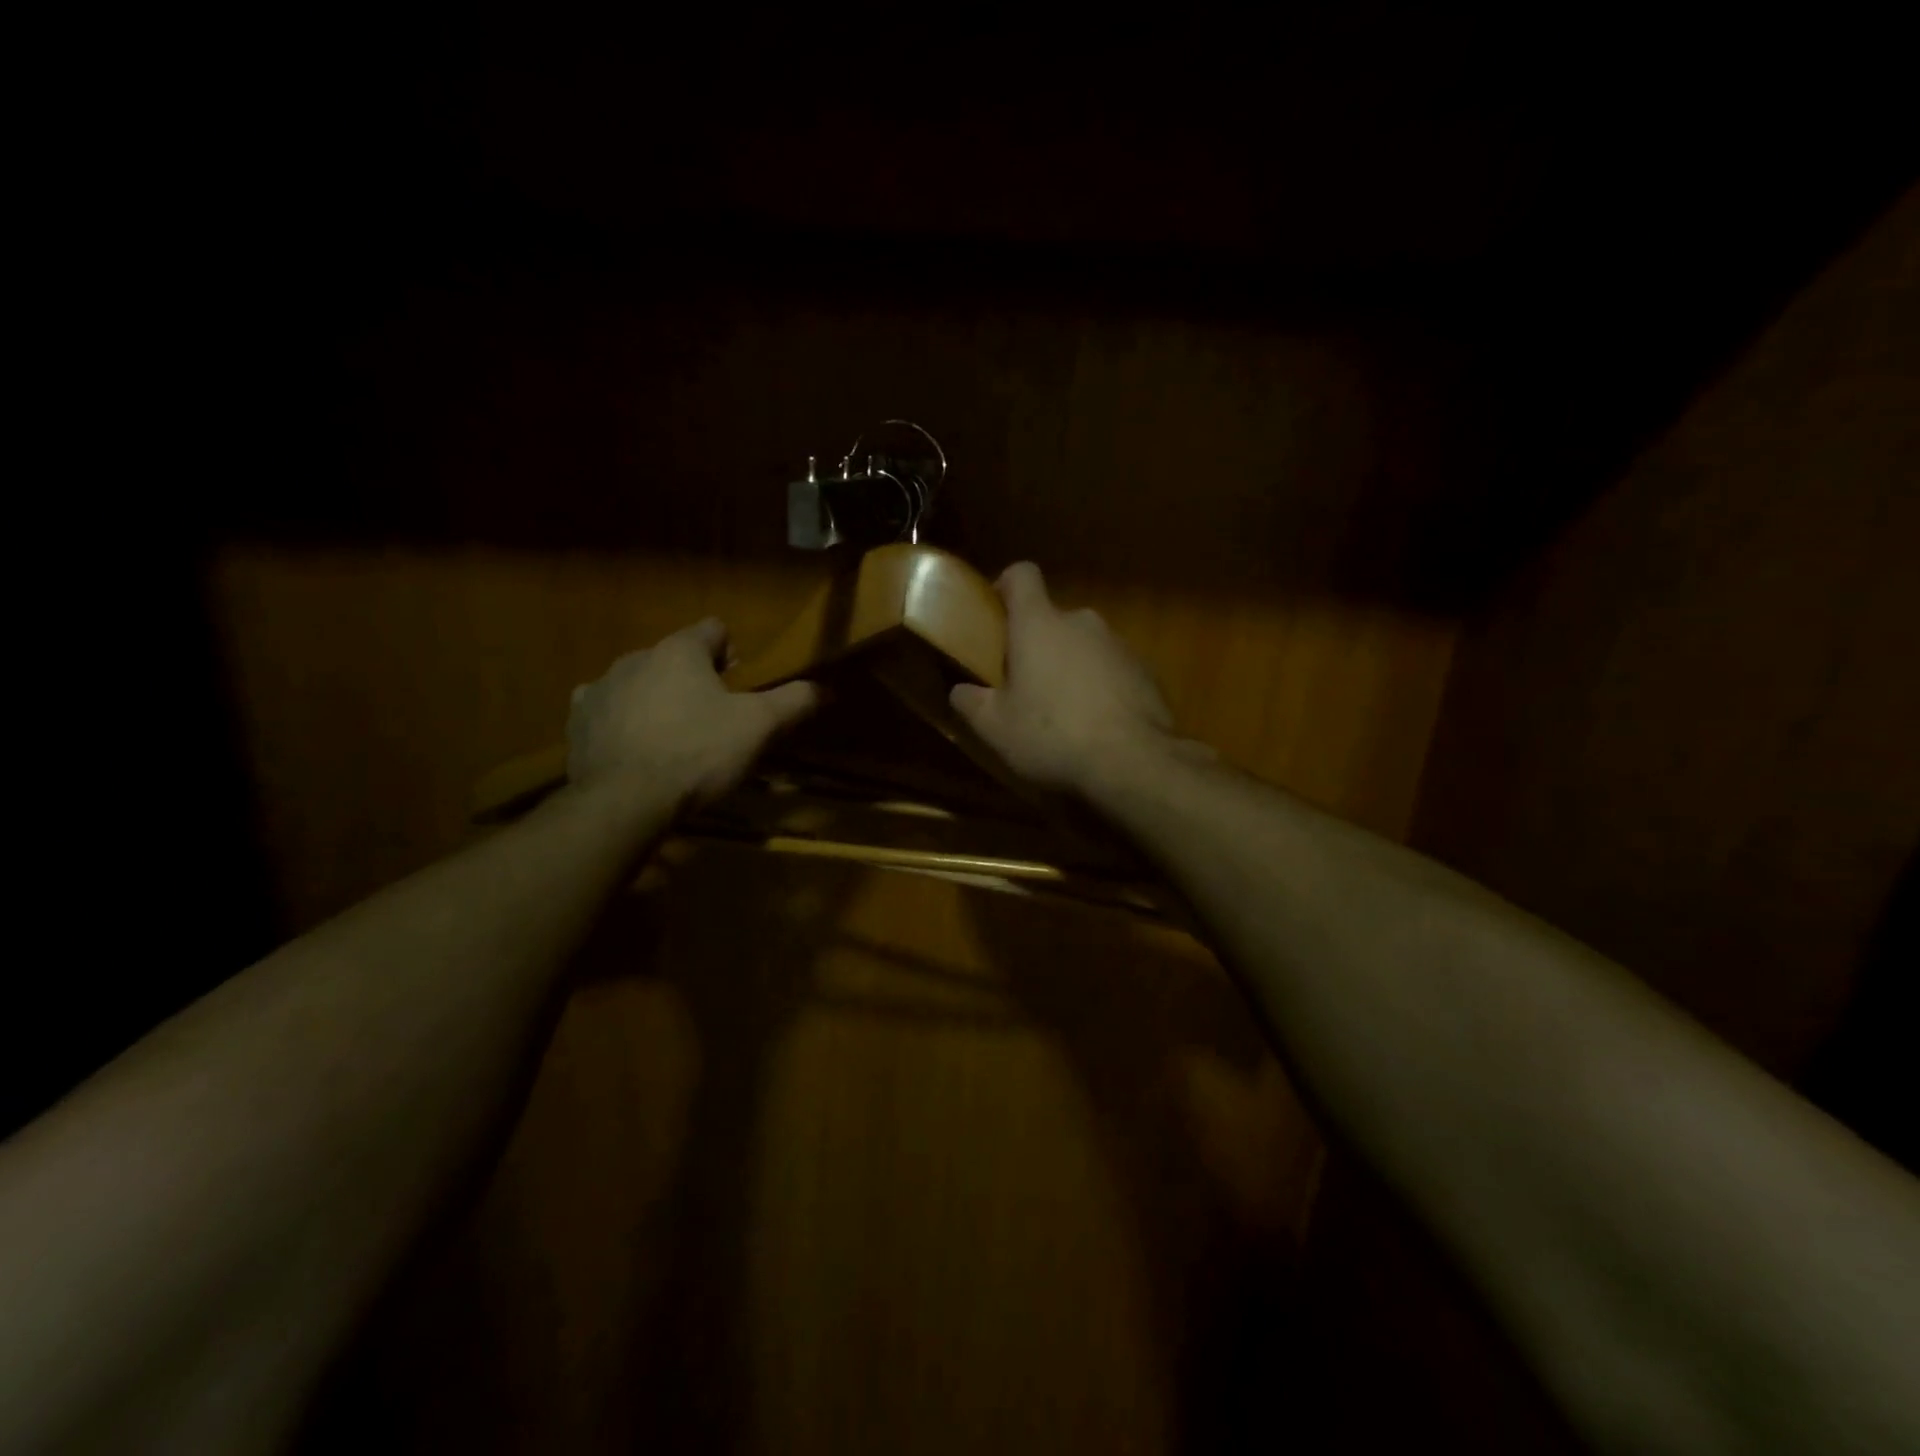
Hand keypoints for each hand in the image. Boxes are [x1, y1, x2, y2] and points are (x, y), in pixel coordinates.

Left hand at [567, 619, 818, 808]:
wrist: (625, 800)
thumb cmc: (698, 753)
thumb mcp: (759, 727)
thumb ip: (794, 702)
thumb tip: (826, 688)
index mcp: (680, 651)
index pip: (713, 630)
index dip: (732, 652)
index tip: (740, 683)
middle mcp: (636, 657)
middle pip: (675, 656)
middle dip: (695, 679)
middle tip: (713, 717)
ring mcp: (600, 688)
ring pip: (639, 681)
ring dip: (657, 698)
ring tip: (674, 736)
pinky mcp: (578, 721)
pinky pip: (606, 709)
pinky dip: (623, 720)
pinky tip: (636, 747)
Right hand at [950, 562, 1201, 795]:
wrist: (1132, 761)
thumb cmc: (1052, 735)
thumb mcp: (995, 728)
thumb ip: (970, 702)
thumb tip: (960, 691)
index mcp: (1039, 624)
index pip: (1022, 575)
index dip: (1006, 587)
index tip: (996, 616)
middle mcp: (1081, 621)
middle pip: (1052, 619)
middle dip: (1037, 645)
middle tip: (1024, 685)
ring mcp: (1118, 644)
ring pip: (1083, 646)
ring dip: (1070, 667)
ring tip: (1063, 713)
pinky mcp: (1146, 671)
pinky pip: (1112, 669)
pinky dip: (1100, 687)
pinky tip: (1096, 725)